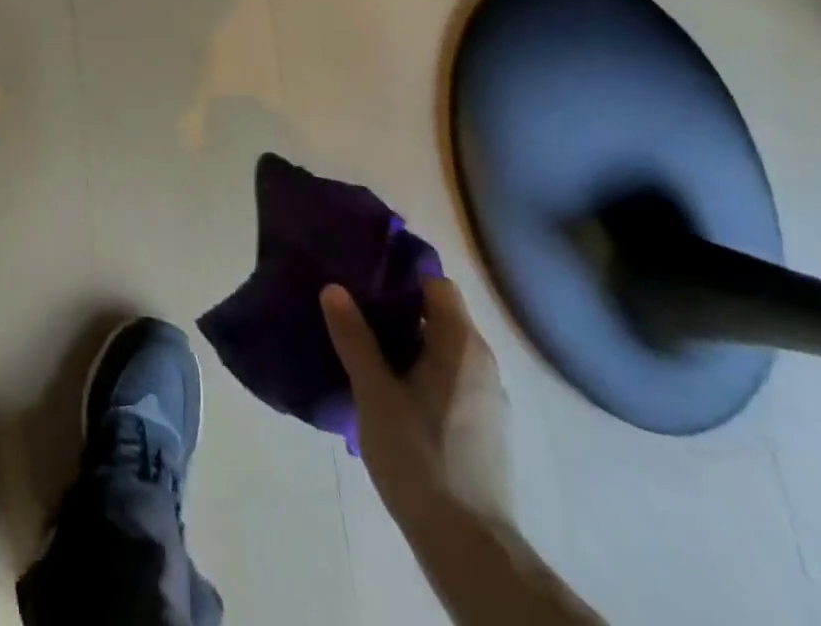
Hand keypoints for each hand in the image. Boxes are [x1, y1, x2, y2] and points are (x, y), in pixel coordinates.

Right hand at [321, 277, 511, 523]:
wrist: (469, 547)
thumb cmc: (420, 457)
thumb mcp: (374, 392)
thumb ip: (354, 337)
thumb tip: (334, 288)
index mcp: (462, 347)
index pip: (436, 285)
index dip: (401, 274)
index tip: (363, 274)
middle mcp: (482, 365)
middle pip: (438, 316)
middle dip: (395, 309)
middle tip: (350, 307)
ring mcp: (486, 399)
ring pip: (441, 350)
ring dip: (405, 343)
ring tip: (360, 345)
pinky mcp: (481, 428)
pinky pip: (447, 379)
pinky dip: (418, 372)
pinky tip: (386, 390)